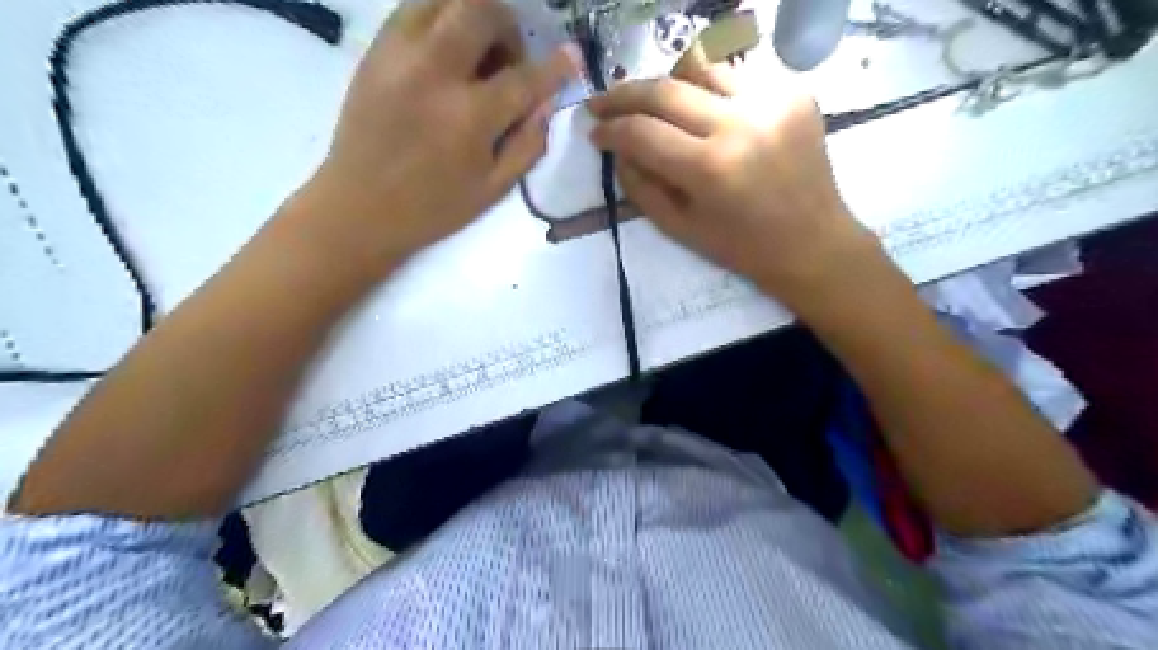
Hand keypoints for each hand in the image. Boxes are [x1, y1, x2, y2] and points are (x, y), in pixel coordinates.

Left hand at [294, 0, 571, 278]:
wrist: (359, 208)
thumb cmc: (433, 207)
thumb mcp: (493, 189)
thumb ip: (528, 144)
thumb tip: (546, 104)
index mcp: (469, 117)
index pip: (524, 77)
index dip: (555, 65)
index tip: (572, 55)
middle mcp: (435, 72)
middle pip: (480, 10)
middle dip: (507, 25)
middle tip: (508, 58)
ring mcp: (399, 55)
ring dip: (471, 14)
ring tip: (475, 51)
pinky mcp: (374, 51)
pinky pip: (412, 9)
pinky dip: (439, 18)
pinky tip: (445, 52)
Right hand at [590, 47, 878, 308]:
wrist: (812, 243)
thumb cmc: (741, 247)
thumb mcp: (679, 228)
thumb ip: (639, 186)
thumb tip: (616, 148)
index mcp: (710, 168)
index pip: (642, 131)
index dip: (610, 129)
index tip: (595, 132)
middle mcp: (741, 123)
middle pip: (666, 88)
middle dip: (624, 93)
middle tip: (603, 102)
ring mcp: (773, 101)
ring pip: (701, 66)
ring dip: (667, 82)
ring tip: (653, 102)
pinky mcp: (796, 92)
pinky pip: (737, 75)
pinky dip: (709, 89)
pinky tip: (703, 111)